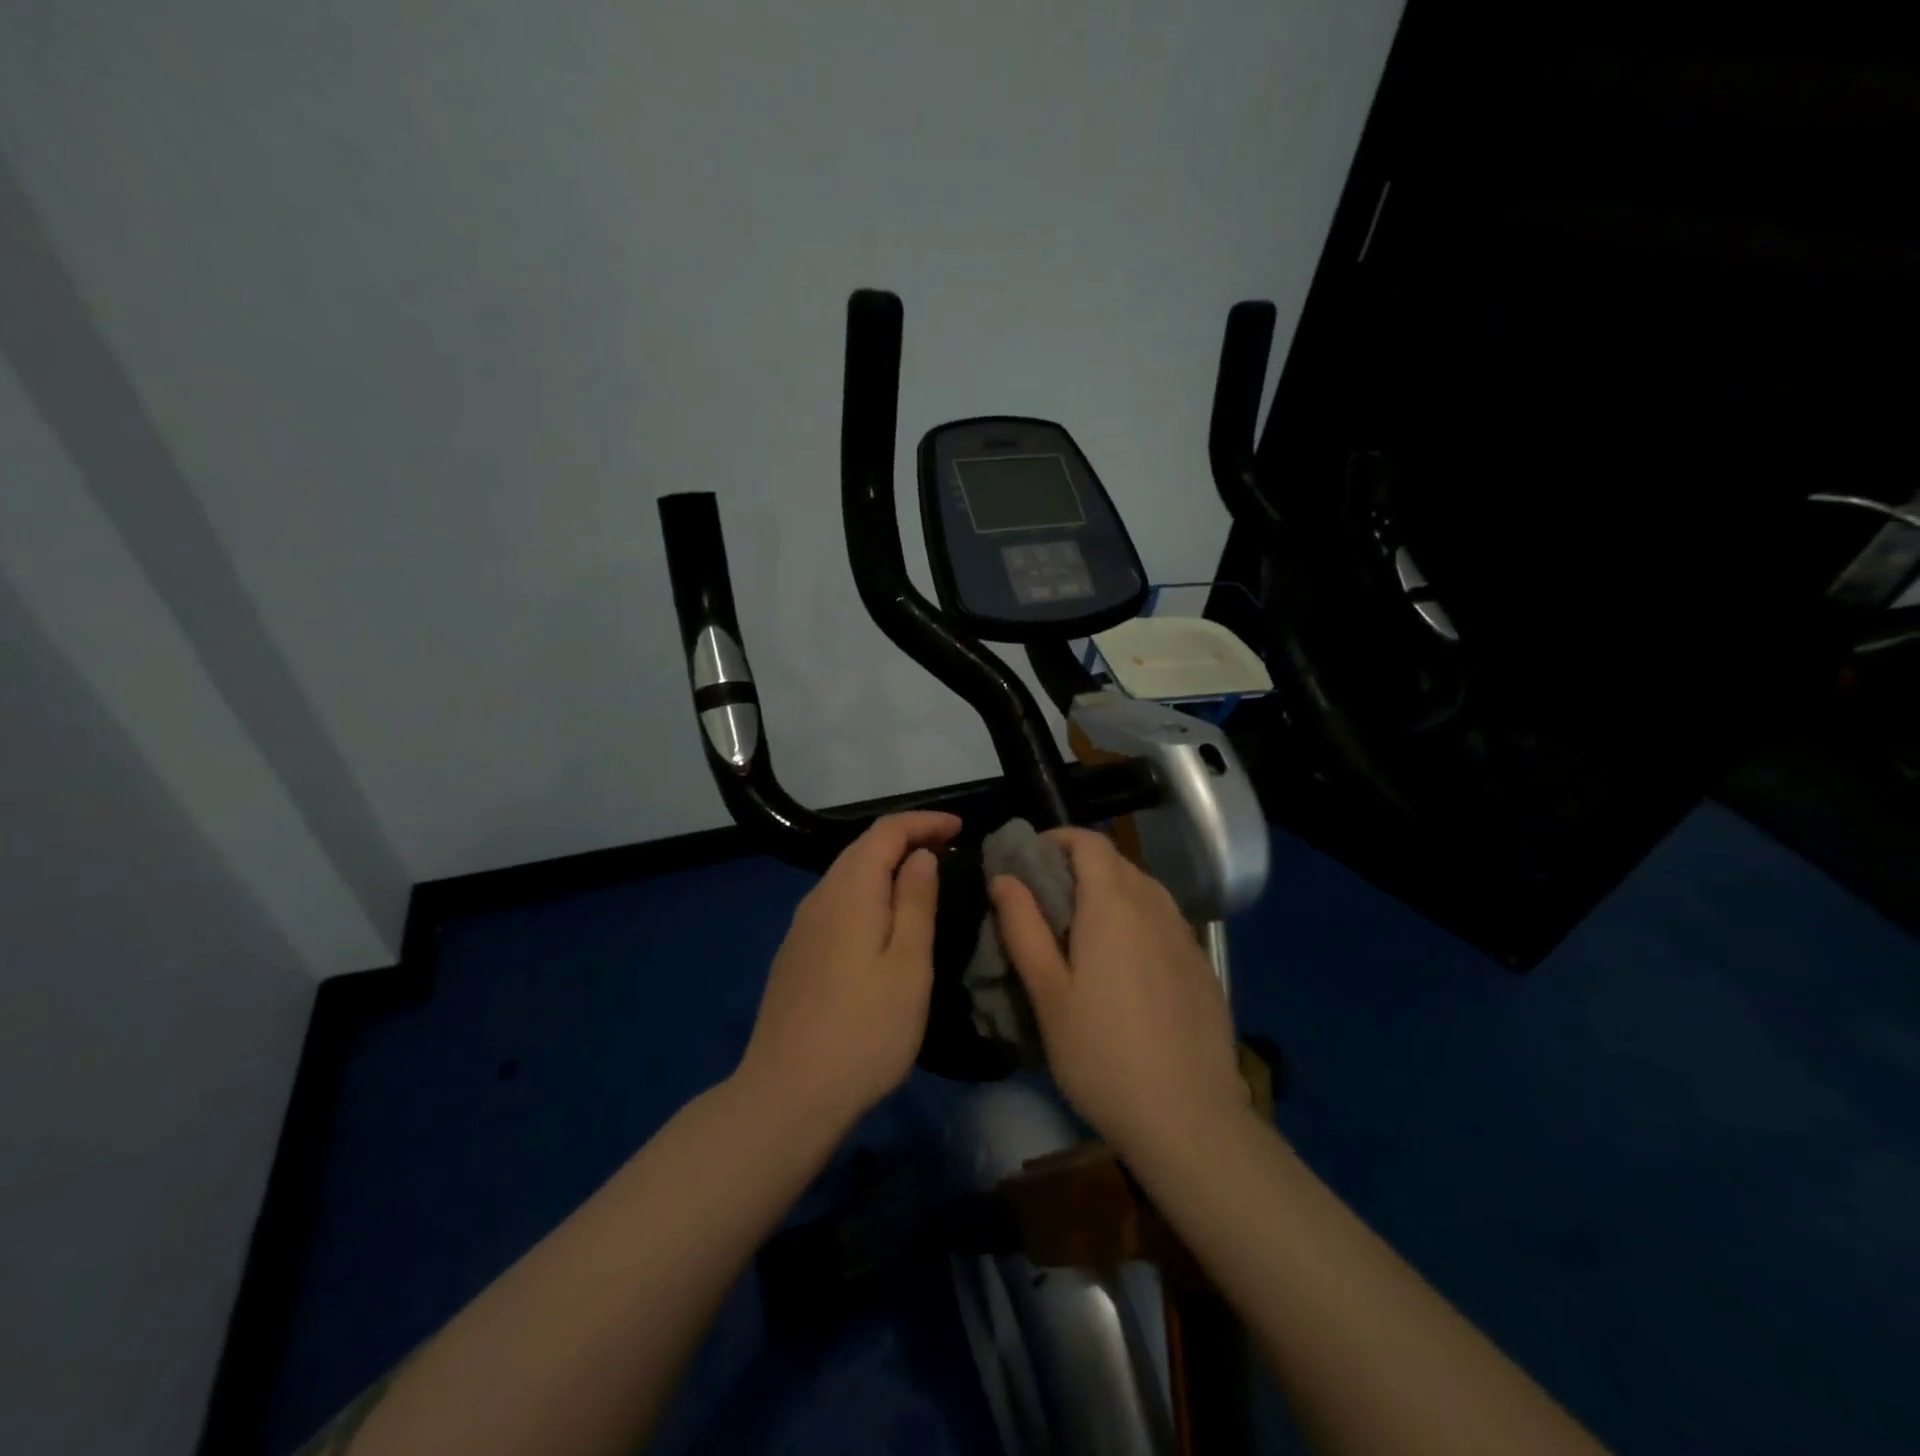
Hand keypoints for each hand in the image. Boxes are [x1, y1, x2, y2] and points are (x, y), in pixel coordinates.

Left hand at [737, 811, 960, 1128]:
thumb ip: (915, 902)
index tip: (961, 828)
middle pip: (862, 848)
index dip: (924, 822)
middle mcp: (819, 897)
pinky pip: (837, 903)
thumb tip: (920, 856)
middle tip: (948, 850)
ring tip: (923, 880)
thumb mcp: (908, 965)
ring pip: (847, 876)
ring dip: (886, 866)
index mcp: (850, 891)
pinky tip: (883, 920)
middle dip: (906, 839)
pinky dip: (867, 893)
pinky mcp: (796, 954)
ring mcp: (802, 927)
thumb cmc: (865, 1030)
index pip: (886, 832)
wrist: (787, 1095)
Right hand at [990, 829, 1245, 1156]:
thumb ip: (1023, 927)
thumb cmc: (1102, 1054)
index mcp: (1113, 905)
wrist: (1189, 1118)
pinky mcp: (1201, 964)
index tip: (1029, 859)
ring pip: (1143, 889)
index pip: (1089, 842)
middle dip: (1079, 865)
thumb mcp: (1048, 993)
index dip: (1058, 839)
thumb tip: (1004, 877)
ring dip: (1110, 890)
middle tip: (1047, 898)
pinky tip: (1125, 963)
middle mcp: (1154, 906)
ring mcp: (1184, 935)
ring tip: (1082, 929)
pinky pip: (1164, 919)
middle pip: (1116, 862)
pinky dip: (1137, 918)